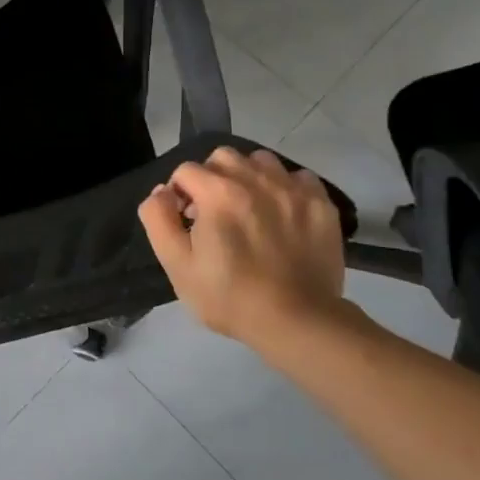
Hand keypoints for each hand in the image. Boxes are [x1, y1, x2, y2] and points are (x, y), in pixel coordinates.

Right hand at [137, 146, 354, 353]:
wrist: (298, 322)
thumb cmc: (230, 296)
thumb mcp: (177, 264)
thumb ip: (158, 219)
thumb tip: (162, 192)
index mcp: (218, 193)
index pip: (186, 170)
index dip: (179, 194)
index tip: (186, 222)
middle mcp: (255, 179)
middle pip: (222, 157)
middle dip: (211, 178)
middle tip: (215, 212)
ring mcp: (292, 190)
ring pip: (260, 160)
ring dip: (248, 177)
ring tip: (249, 208)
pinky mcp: (321, 204)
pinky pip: (298, 177)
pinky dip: (285, 187)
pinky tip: (282, 213)